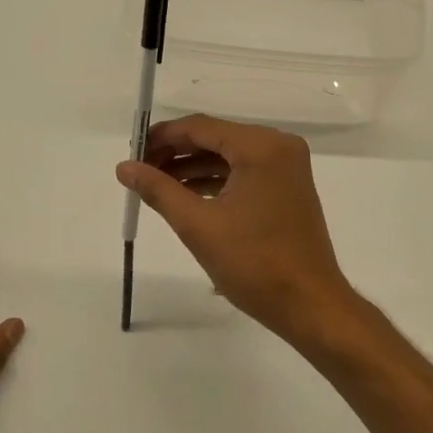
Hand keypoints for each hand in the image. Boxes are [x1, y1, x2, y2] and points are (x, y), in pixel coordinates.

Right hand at [116, 114, 359, 343]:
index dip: (162, 137)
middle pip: (215, 138)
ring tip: (154, 185)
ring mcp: (286, 168)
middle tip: (139, 170)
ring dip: (192, 168)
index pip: (201, 127)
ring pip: (228, 156)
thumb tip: (124, 167)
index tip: (131, 151)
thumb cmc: (254, 264)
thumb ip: (158, 190)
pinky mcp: (286, 188)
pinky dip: (214, 181)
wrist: (309, 305)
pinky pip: (243, 173)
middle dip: (175, 153)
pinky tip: (184, 195)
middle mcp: (278, 147)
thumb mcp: (198, 225)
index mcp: (261, 147)